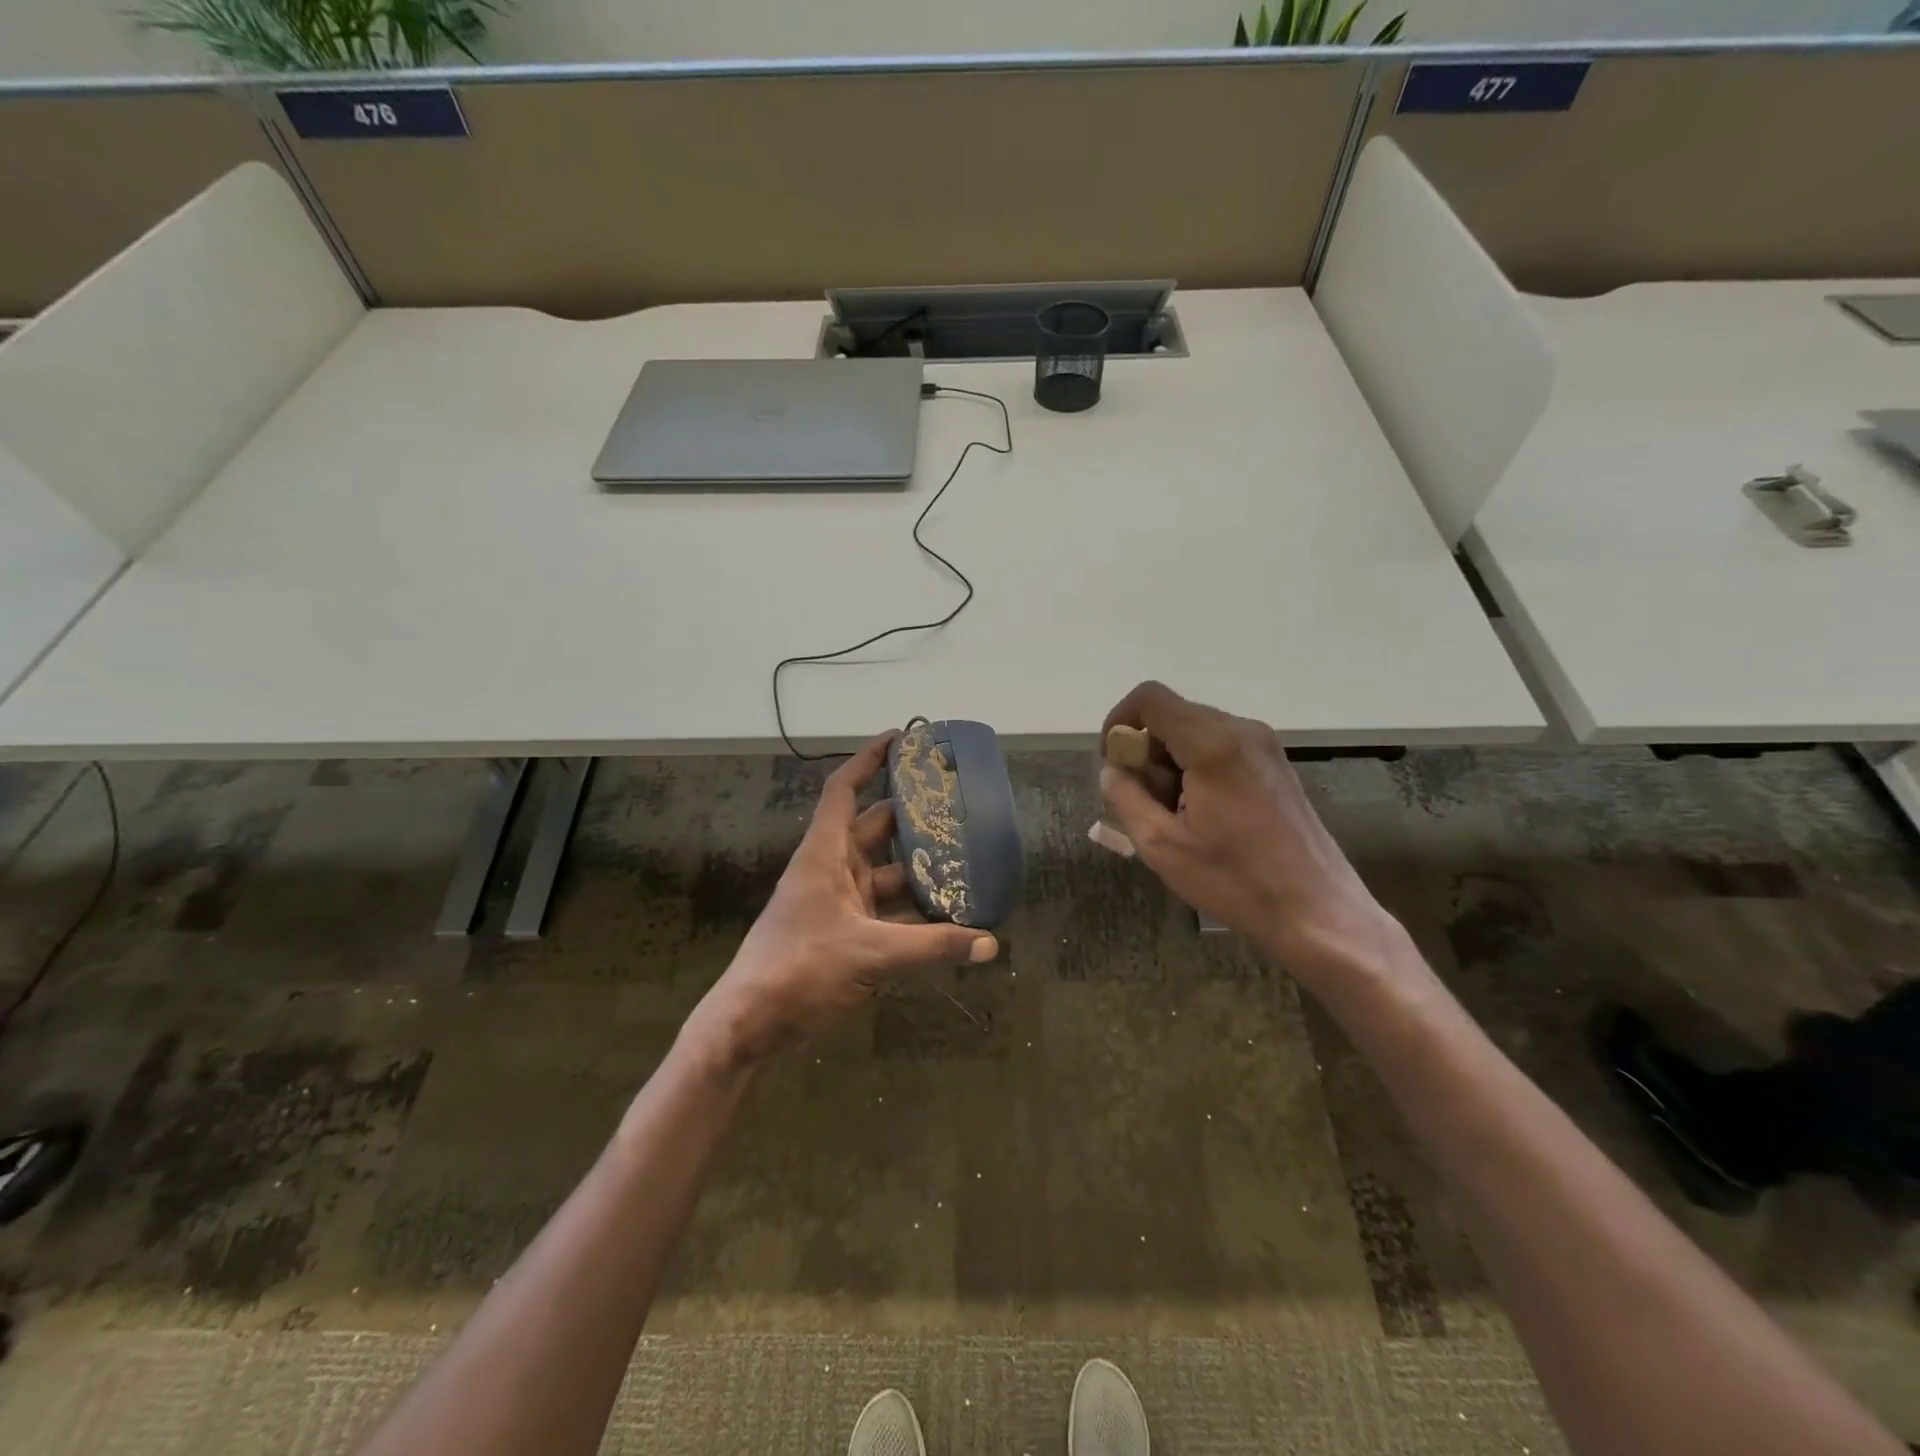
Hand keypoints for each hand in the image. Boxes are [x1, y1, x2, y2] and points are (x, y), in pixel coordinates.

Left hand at [685, 731, 998, 1066]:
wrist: (751, 1024)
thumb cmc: (800, 969)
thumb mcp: (871, 954)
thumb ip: (932, 946)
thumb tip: (990, 944)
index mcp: (824, 854)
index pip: (844, 790)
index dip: (869, 759)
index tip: (901, 738)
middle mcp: (831, 870)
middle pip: (875, 828)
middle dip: (912, 815)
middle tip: (955, 803)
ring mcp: (837, 903)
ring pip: (885, 872)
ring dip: (918, 868)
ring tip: (965, 859)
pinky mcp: (844, 933)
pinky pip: (886, 910)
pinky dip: (913, 910)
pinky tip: (948, 915)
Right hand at [1099, 682, 1396, 973]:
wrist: (1317, 910)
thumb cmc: (1235, 879)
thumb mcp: (1161, 845)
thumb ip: (1125, 797)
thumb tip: (1113, 771)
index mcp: (1211, 744)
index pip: (1150, 698)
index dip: (1119, 721)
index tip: (1113, 764)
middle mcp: (1241, 730)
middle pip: (1172, 716)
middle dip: (1146, 752)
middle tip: (1145, 802)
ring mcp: (1263, 745)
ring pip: (1194, 733)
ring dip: (1170, 764)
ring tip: (1175, 816)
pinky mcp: (1274, 764)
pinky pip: (1219, 748)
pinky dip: (1196, 769)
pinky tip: (1203, 815)